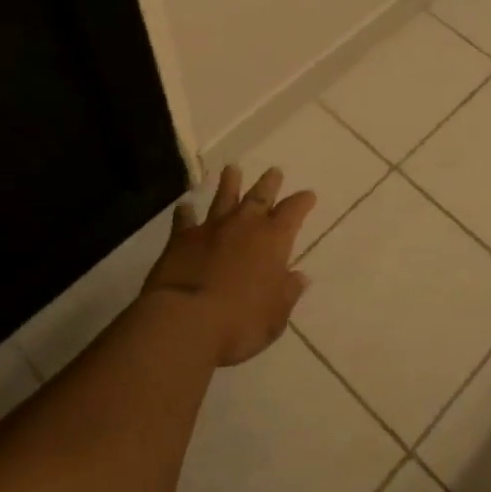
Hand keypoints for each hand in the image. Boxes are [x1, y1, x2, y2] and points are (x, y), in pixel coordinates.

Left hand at [142, 165, 315, 366]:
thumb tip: (300, 277)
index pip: (293, 212)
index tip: (308, 195)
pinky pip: (184, 219)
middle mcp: (244, 225)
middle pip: (260, 195)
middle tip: (274, 170)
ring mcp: (211, 228)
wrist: (186, 321)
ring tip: (232, 169)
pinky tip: (184, 206)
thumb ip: (287, 293)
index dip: (302, 202)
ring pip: (223, 197)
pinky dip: (185, 212)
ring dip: (230, 183)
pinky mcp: (181, 238)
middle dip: (269, 183)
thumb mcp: (275, 316)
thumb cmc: (240, 323)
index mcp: (273, 240)